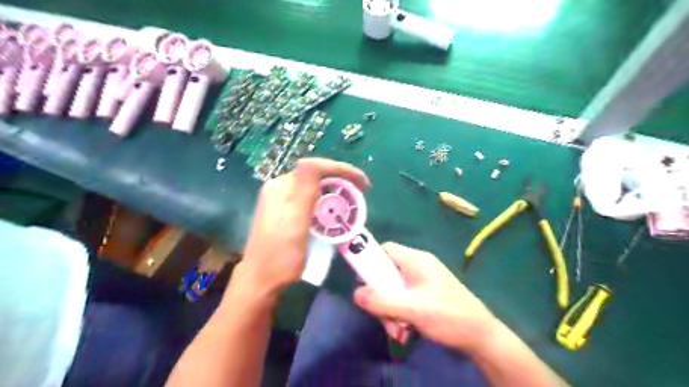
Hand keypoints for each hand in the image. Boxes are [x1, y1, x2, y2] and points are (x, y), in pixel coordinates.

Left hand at [237, 158, 367, 295]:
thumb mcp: (294, 222)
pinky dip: (325, 202)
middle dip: (340, 179)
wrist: (262, 282)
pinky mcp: (285, 213)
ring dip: (334, 191)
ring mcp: (281, 201)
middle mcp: (280, 188)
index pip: (314, 166)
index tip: (363, 182)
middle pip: (315, 175)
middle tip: (360, 192)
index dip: (341, 169)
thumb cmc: (280, 255)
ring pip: (314, 187)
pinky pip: (310, 199)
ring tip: (351, 200)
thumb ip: (304, 190)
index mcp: (281, 187)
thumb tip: (314, 163)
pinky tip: (333, 211)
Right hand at [355, 243, 495, 355]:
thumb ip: (382, 300)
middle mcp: (419, 265)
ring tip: (397, 330)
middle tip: (383, 317)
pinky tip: (406, 330)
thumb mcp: (412, 308)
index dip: (370, 262)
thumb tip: (356, 293)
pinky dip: (401, 311)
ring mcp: (425, 280)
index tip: (365, 284)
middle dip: (381, 295)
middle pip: (387, 272)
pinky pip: (406, 296)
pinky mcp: (429, 293)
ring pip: (396, 287)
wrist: (482, 336)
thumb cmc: (447, 316)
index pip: (385, 249)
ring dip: (391, 308)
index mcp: (416, 259)